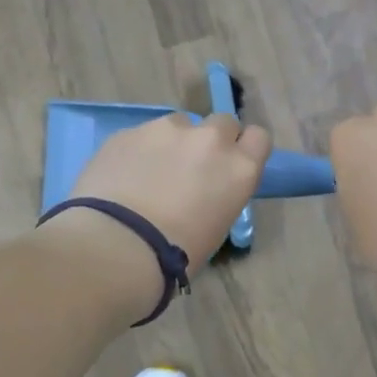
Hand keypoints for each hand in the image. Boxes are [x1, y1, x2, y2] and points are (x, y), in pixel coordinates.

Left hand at [67, 113, 271, 274]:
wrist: (117, 246)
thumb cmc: (177, 253)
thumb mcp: (217, 226)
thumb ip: (220, 193)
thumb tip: (204, 188)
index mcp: (239, 169)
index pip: (259, 138)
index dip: (244, 148)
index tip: (231, 164)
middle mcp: (210, 140)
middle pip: (222, 123)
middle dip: (212, 140)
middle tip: (193, 167)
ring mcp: (167, 130)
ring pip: (179, 124)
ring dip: (173, 142)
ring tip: (151, 172)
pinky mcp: (130, 131)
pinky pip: (143, 134)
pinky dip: (140, 150)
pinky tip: (123, 176)